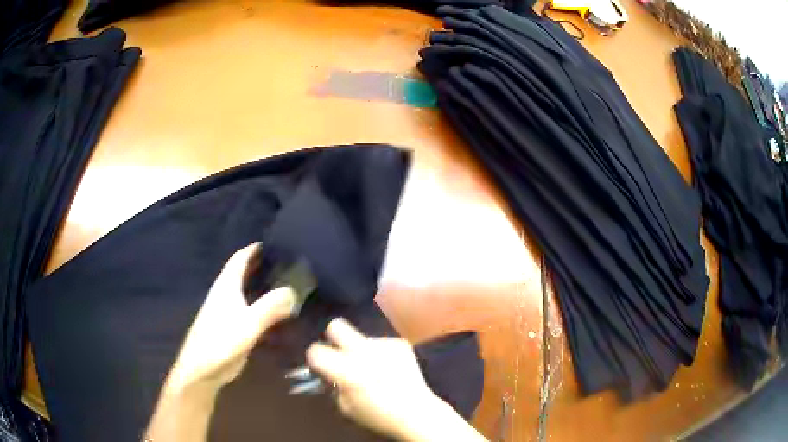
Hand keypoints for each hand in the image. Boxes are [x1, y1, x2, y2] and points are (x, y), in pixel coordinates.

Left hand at [165, 243, 297, 392]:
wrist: (203, 369)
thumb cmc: (221, 341)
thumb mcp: (249, 323)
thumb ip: (270, 306)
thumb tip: (293, 290)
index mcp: (226, 285)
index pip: (240, 258)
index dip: (255, 248)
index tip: (276, 242)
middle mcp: (226, 294)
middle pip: (243, 272)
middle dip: (262, 265)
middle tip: (289, 263)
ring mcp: (228, 311)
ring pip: (247, 291)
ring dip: (263, 286)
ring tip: (288, 285)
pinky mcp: (232, 328)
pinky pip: (250, 309)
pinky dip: (262, 305)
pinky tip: (278, 312)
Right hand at [306, 319, 486, 441]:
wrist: (416, 412)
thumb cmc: (378, 415)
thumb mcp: (345, 406)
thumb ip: (333, 385)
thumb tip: (328, 372)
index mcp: (347, 370)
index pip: (315, 350)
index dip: (315, 358)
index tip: (321, 365)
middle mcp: (363, 352)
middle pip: (336, 326)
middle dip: (333, 337)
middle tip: (340, 353)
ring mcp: (384, 345)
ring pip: (362, 338)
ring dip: (362, 350)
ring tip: (374, 369)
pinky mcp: (400, 343)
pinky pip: (381, 344)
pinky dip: (381, 354)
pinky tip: (390, 369)